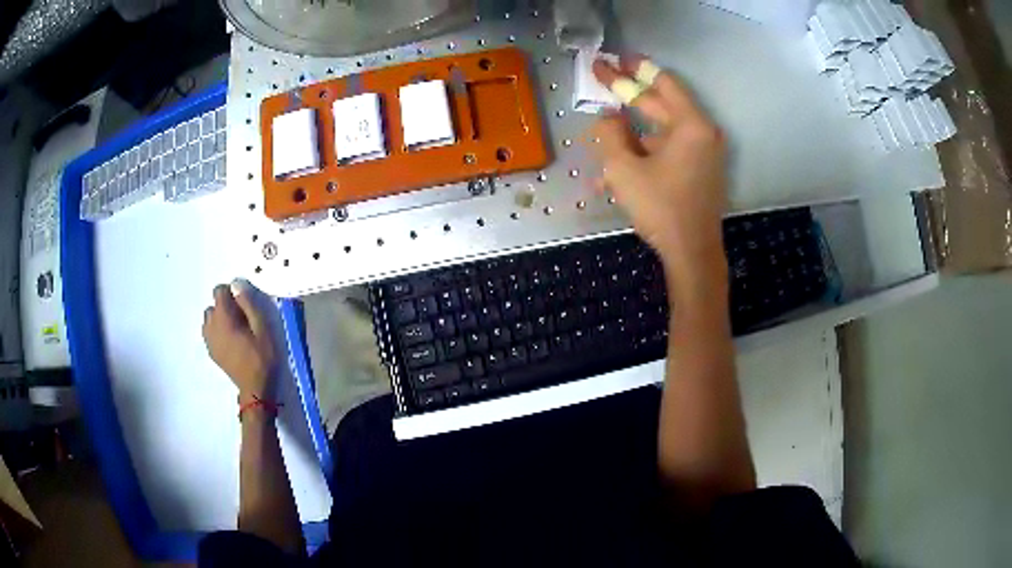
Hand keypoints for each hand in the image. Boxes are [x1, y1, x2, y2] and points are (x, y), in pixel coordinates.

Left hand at [202, 279, 276, 400]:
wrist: (255, 388)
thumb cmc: (261, 357)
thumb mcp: (262, 328)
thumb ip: (248, 303)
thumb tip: (236, 284)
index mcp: (223, 317)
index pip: (219, 291)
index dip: (232, 292)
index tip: (245, 304)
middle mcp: (211, 326)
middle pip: (214, 305)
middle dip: (226, 307)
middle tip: (243, 319)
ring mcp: (209, 340)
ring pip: (210, 319)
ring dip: (220, 319)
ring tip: (236, 330)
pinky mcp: (211, 351)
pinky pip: (209, 332)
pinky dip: (217, 331)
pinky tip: (231, 341)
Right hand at [589, 56, 728, 289]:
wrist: (692, 254)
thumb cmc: (661, 208)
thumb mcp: (623, 168)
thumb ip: (610, 134)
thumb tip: (607, 117)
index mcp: (691, 125)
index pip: (662, 83)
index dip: (634, 69)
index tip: (613, 59)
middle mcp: (702, 133)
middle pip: (661, 104)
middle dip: (629, 92)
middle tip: (602, 75)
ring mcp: (702, 154)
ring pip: (661, 131)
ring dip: (631, 130)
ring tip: (603, 127)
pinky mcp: (698, 171)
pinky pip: (667, 151)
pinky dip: (644, 151)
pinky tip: (618, 162)